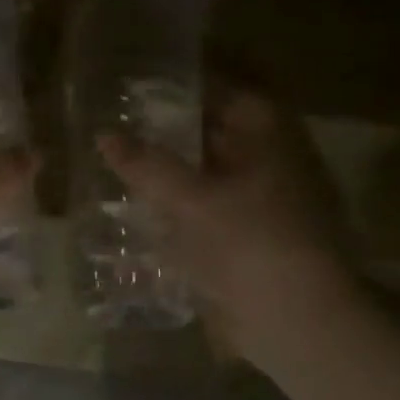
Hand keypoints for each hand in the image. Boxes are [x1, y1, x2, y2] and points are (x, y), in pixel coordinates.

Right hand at [98, 89, 361, 363]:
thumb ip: (146, 164)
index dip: (187, 83)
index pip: (227, 91)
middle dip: (171, 126)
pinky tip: (139, 206)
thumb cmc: (250, 242)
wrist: (295, 320)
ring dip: (170, 167)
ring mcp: (258, 202)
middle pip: (215, 132)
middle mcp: (268, 162)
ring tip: (120, 158)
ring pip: (207, 172)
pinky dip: (175, 204)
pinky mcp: (244, 238)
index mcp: (268, 138)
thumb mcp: (192, 198)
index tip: (142, 79)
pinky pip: (204, 209)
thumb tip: (104, 136)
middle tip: (120, 118)